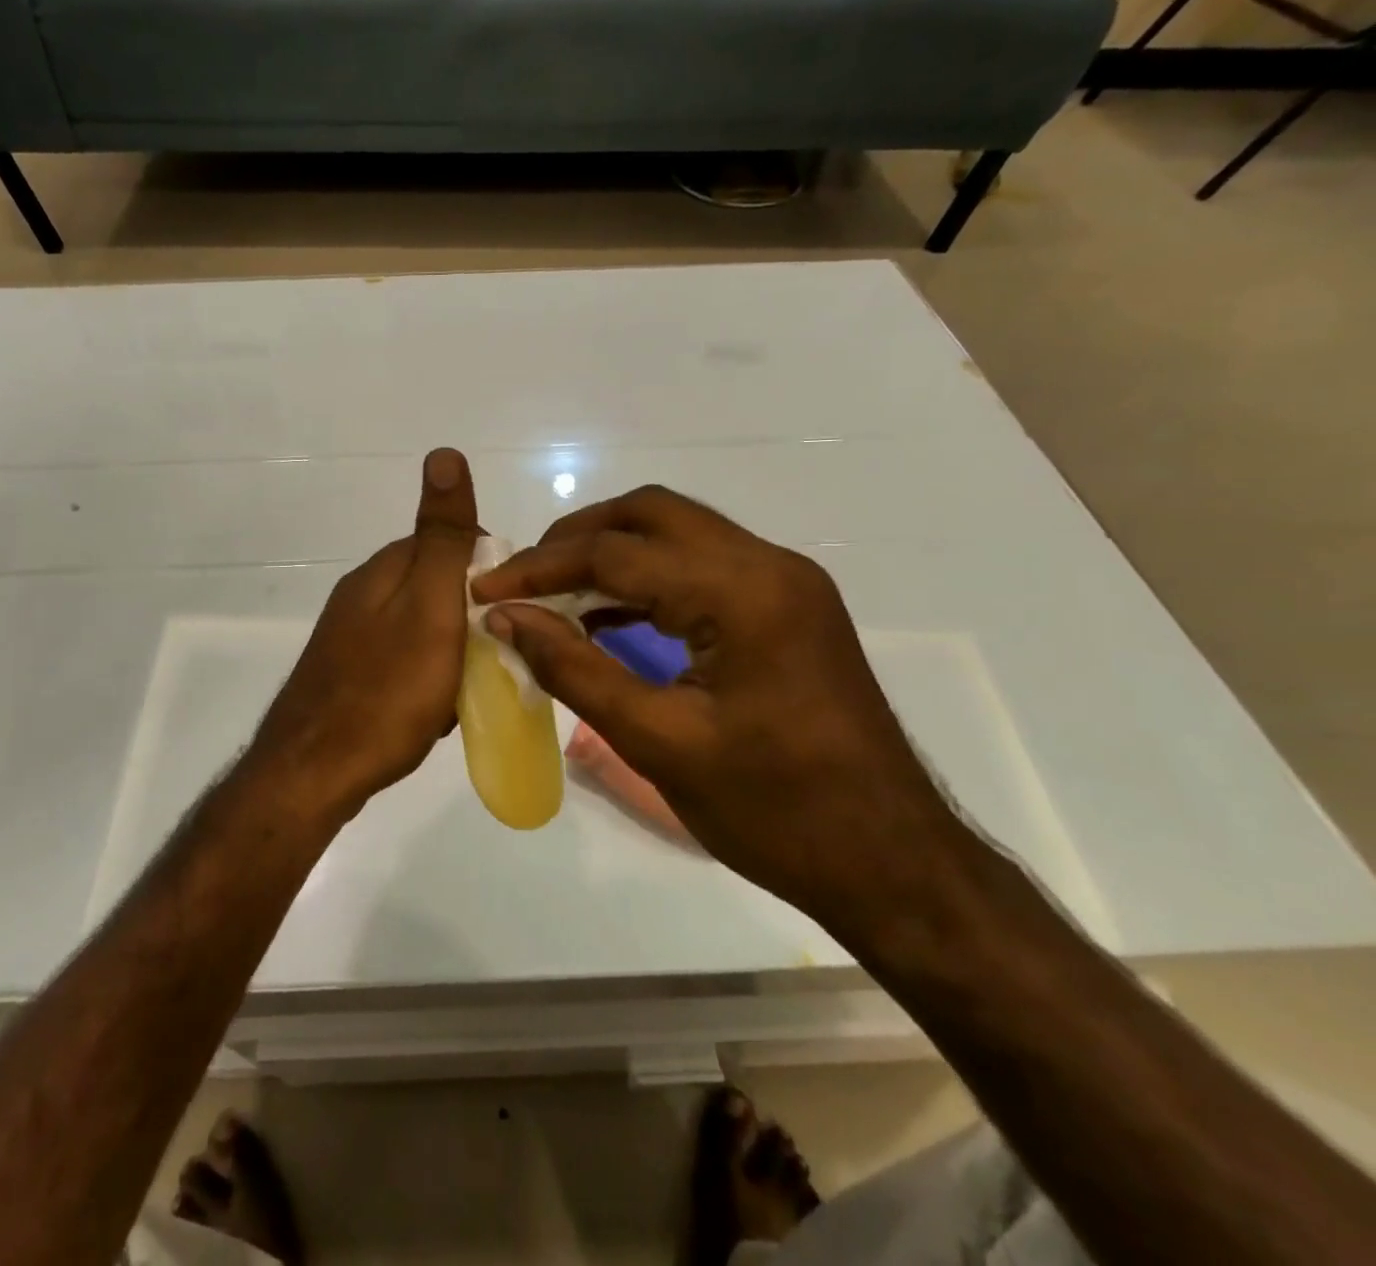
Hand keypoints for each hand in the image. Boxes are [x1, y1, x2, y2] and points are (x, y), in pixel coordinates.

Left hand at [247, 449, 479, 819]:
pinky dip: (428, 679)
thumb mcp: (430, 607)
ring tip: (468, 691)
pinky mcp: (347, 674)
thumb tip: (444, 453)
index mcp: (383, 571)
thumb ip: (443, 538)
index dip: (489, 573)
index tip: (511, 612)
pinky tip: (436, 711)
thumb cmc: (386, 691)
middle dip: (472, 617)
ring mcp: (350, 636)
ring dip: (453, 652)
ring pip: (422, 627)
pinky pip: (403, 661)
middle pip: (436, 586)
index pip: (450, 543)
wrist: (314, 773)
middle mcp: (362, 594)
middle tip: (493, 658)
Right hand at [471, 486, 966, 928]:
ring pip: (677, 532)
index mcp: (742, 594)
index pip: (617, 553)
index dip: (540, 568)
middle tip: (522, 578)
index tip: (484, 589)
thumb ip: (575, 670)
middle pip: (650, 514)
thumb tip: (507, 617)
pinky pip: (702, 567)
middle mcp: (769, 565)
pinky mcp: (787, 606)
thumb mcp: (660, 743)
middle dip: (576, 539)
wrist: (893, 863)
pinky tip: (606, 615)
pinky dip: (647, 579)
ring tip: (552, 593)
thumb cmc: (775, 812)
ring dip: (610, 553)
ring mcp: (785, 582)